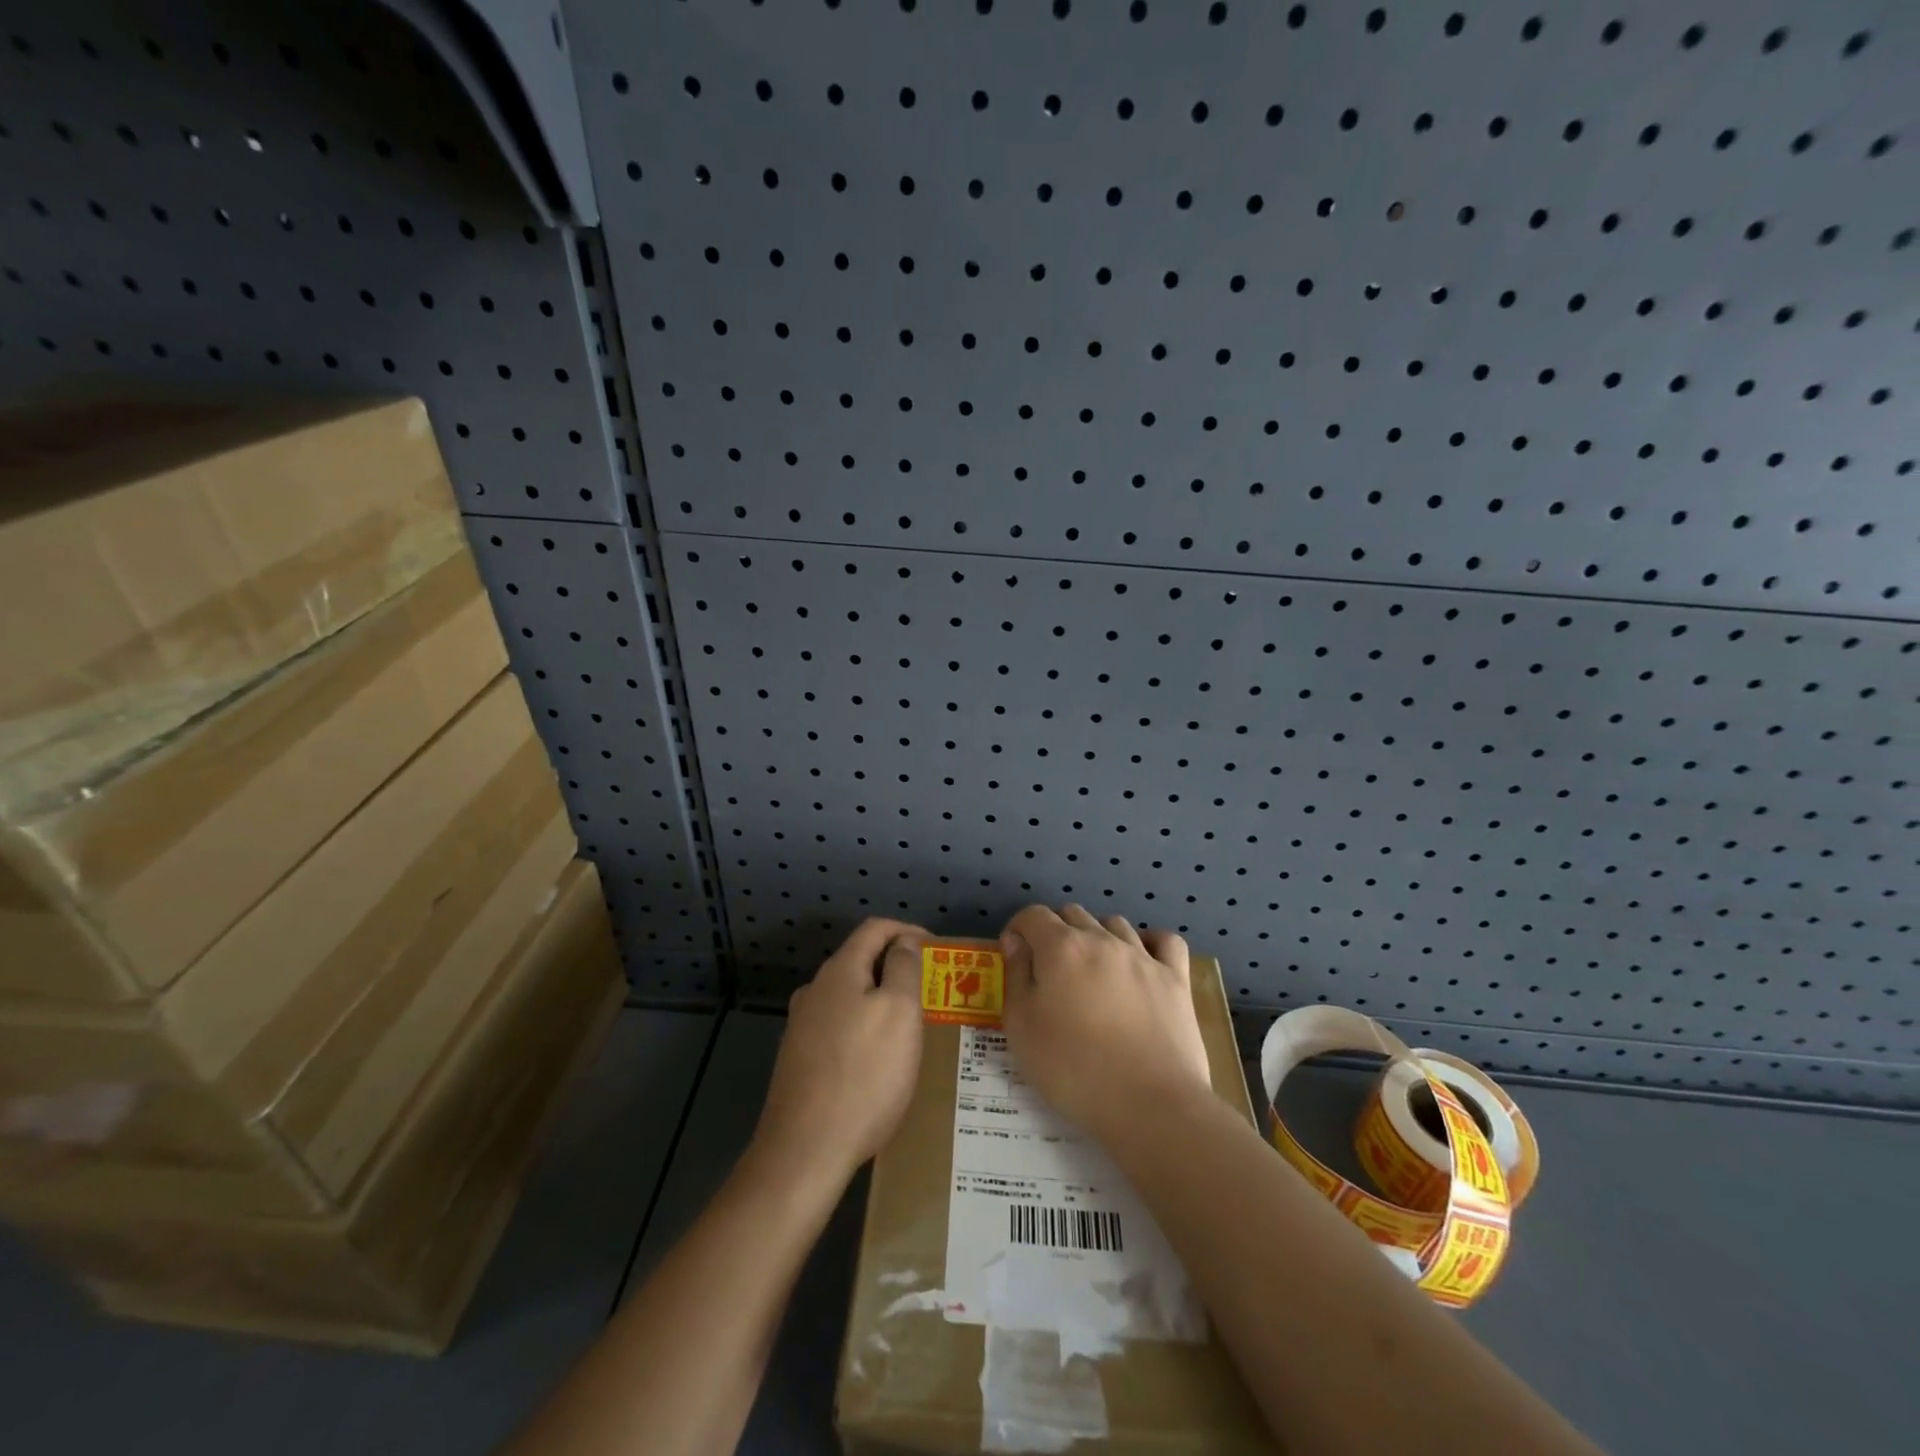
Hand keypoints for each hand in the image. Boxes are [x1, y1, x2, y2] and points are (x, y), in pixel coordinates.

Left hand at [753, 919, 926, 1186]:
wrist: (805, 1150)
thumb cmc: (864, 1074)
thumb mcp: (899, 1012)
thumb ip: (904, 968)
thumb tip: (904, 941)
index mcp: (839, 971)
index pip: (875, 928)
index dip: (908, 930)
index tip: (937, 950)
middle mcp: (814, 990)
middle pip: (860, 960)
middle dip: (896, 967)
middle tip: (930, 990)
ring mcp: (801, 1026)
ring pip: (848, 996)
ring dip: (879, 1000)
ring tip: (908, 1025)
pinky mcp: (798, 1059)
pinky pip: (838, 1027)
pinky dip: (863, 1027)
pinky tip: (877, 1058)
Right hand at [999, 905, 1211, 1140]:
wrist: (1149, 1104)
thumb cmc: (1072, 1069)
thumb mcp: (1022, 1028)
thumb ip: (1016, 976)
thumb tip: (1015, 941)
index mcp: (1061, 947)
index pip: (1033, 915)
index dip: (1018, 929)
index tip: (1013, 955)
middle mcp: (1102, 939)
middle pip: (1073, 914)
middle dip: (1054, 931)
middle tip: (1049, 969)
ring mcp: (1143, 956)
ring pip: (1115, 923)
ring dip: (1097, 935)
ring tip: (1092, 968)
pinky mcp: (1175, 978)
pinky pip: (1165, 941)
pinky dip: (1150, 942)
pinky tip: (1142, 960)